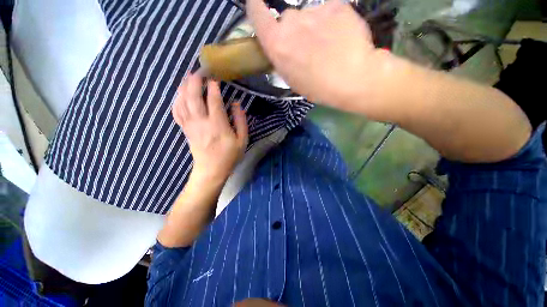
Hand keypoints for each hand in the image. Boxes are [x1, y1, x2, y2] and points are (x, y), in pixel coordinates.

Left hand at [172, 73, 247, 183]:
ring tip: (188, 78)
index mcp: (218, 125)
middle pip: (193, 97)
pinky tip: (180, 95)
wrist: (211, 170)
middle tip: (198, 72)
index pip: (213, 101)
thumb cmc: (229, 156)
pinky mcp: (185, 130)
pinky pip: (177, 112)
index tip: (214, 78)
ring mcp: (191, 126)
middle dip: (194, 82)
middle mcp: (202, 122)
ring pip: (182, 102)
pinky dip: (176, 101)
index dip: (213, 87)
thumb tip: (236, 104)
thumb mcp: (242, 140)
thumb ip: (241, 121)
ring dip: (184, 88)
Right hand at [247, 0, 391, 113]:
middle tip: (307, 47)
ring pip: (308, 16)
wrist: (353, 78)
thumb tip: (282, 45)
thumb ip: (282, 58)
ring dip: (313, 28)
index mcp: (277, 44)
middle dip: (294, 31)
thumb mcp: (292, 80)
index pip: (257, 14)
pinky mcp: (336, 5)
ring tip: (328, 46)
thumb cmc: (318, 88)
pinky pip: (328, 12)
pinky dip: (331, 23)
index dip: (256, 7)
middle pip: (287, 19)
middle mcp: (291, 22)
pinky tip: (340, 38)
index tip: (257, 5)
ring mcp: (314, 11)